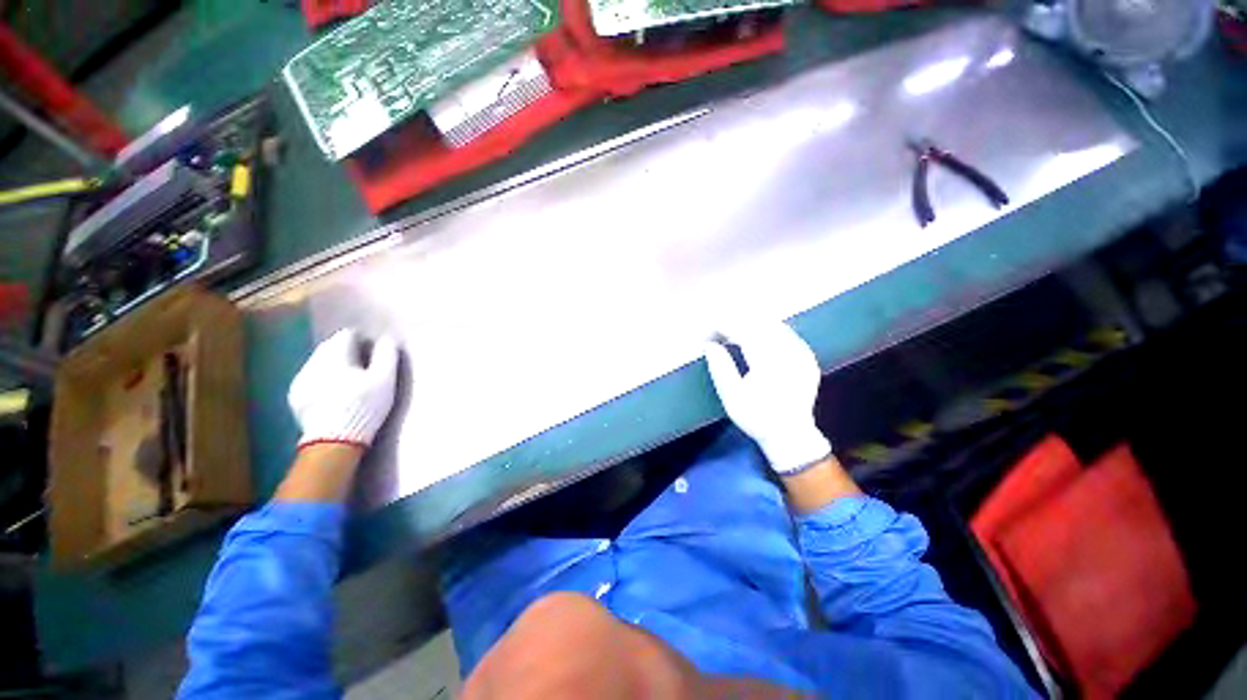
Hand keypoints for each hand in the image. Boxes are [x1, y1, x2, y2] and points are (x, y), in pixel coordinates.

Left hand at [288, 328, 399, 448]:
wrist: (335, 441)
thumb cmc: (365, 407)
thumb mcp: (384, 381)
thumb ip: (386, 356)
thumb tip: (387, 338)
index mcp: (335, 357)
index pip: (346, 335)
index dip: (361, 340)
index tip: (373, 351)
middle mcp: (312, 364)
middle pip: (329, 347)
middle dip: (345, 350)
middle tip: (363, 364)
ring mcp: (300, 380)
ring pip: (318, 362)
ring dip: (332, 365)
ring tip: (348, 379)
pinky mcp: (295, 396)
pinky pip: (309, 377)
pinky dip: (321, 379)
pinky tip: (333, 392)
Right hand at [704, 322, 830, 474]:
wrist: (791, 436)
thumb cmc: (757, 419)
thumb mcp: (732, 398)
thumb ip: (720, 368)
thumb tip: (709, 345)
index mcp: (768, 363)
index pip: (742, 331)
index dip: (721, 327)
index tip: (706, 334)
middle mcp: (788, 353)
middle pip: (757, 323)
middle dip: (733, 323)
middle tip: (715, 333)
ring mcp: (802, 354)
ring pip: (772, 324)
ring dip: (749, 324)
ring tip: (731, 334)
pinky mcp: (808, 357)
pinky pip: (786, 333)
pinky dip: (767, 330)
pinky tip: (755, 337)